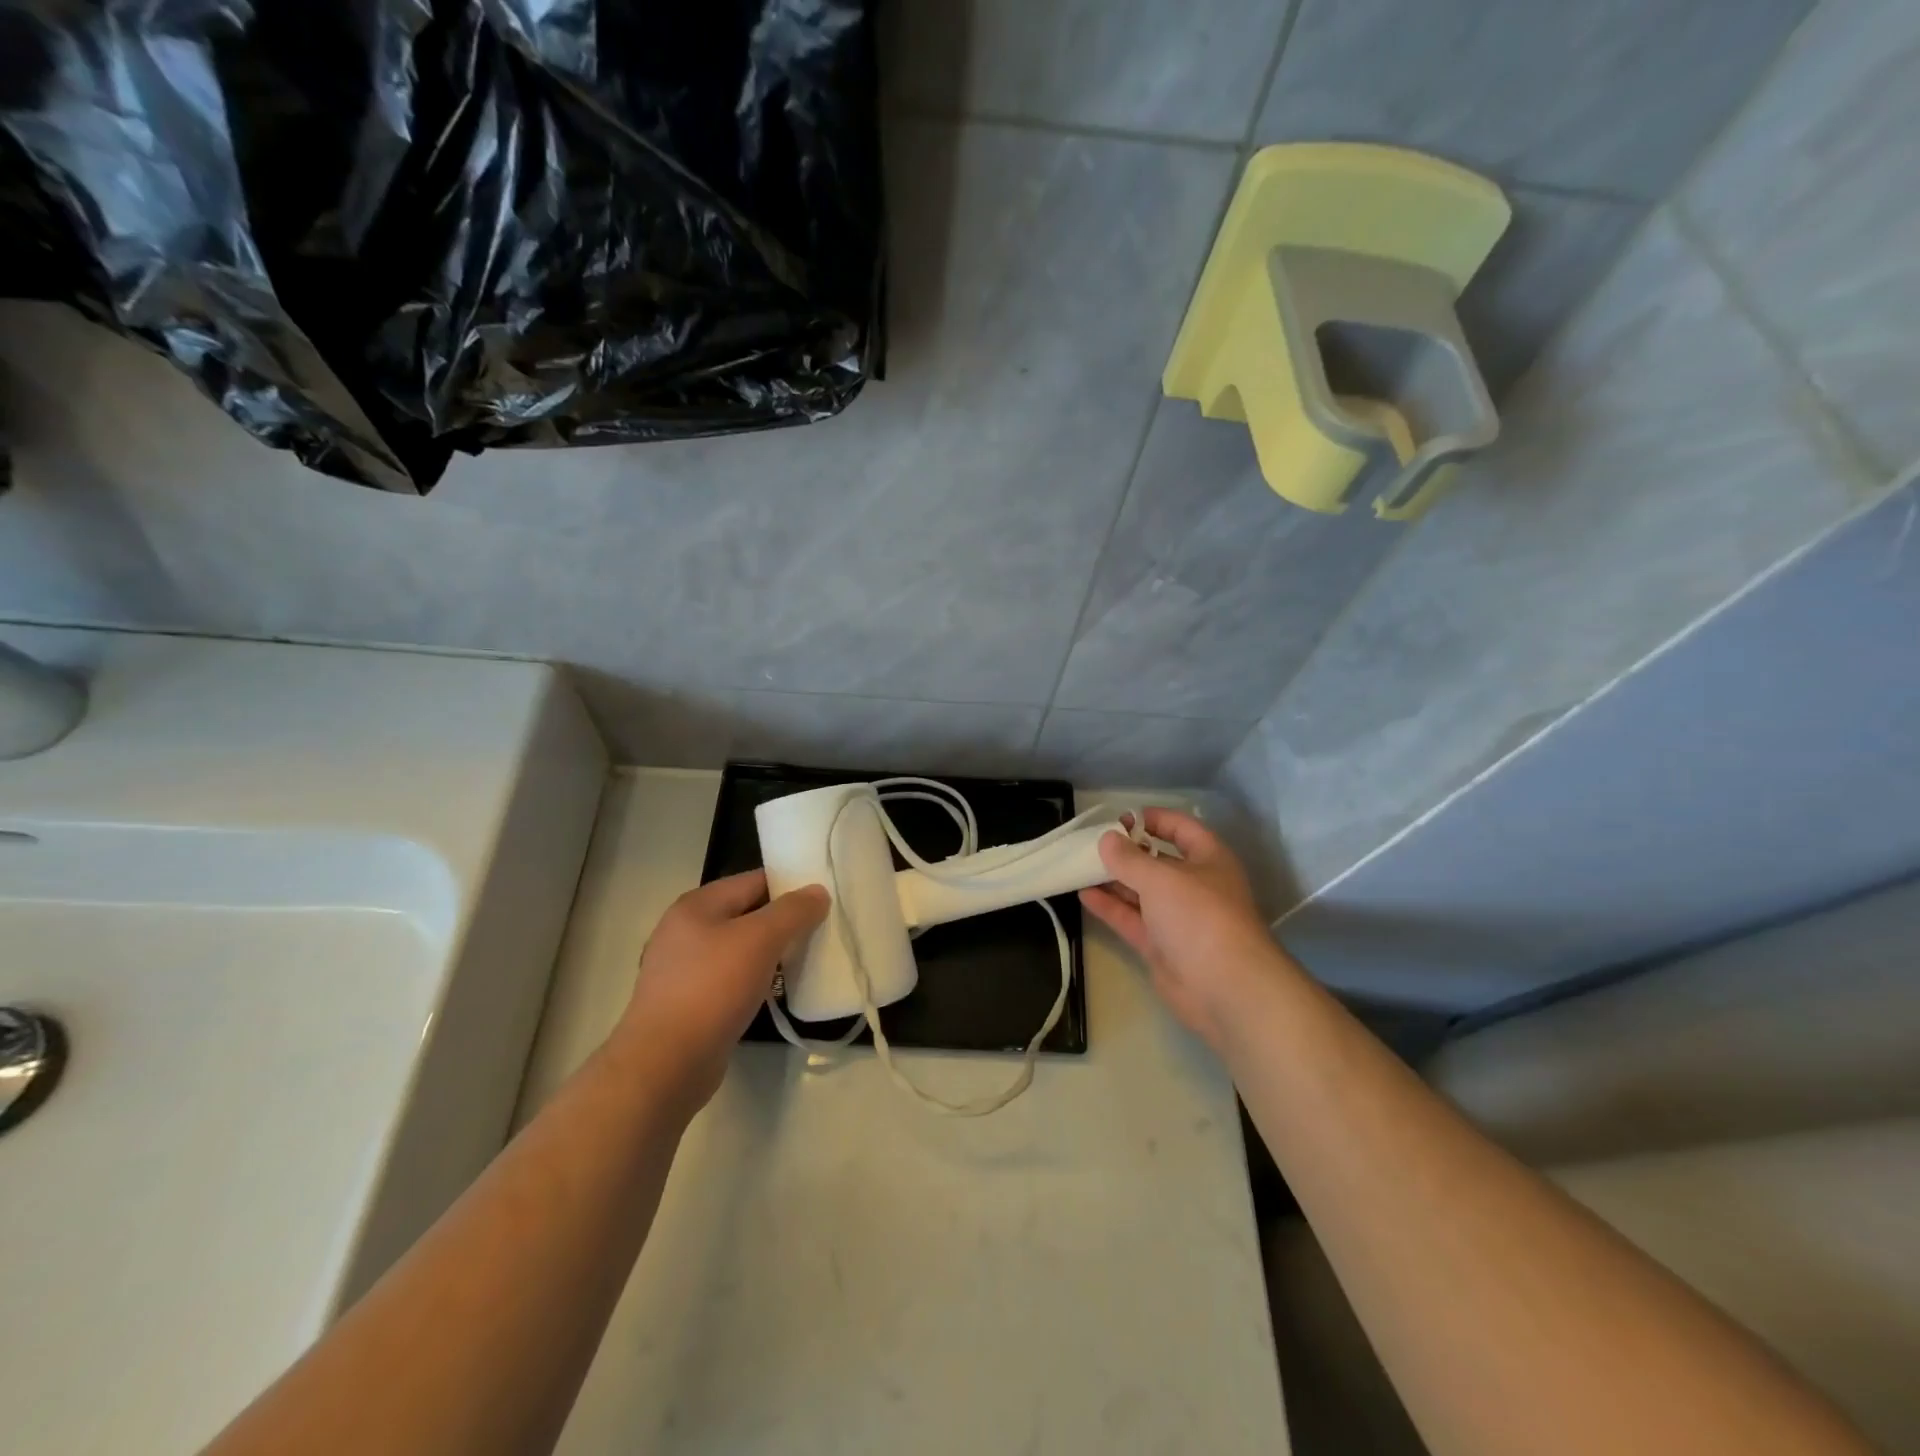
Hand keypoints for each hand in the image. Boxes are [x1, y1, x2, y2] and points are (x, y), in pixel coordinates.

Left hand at [616, 870, 828, 1109]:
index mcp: (696, 905)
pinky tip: (774, 993)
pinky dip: (754, 981)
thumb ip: (793, 911)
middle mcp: (684, 930)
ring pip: (739, 949)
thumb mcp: (760, 940)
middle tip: (821, 930)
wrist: (665, 1065)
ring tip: (805, 961)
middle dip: (783, 922)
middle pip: (746, 914)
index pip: (753, 880)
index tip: (823, 898)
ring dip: (770, 954)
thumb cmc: (712, 989)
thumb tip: (817, 891)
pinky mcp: (687, 1003)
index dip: (790, 885)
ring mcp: (682, 969)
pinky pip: (730, 979)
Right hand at [1080, 808, 1295, 1053]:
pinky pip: (1132, 919)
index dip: (1154, 819)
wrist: (1225, 988)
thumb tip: (1107, 839)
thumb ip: (1129, 858)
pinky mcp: (1161, 946)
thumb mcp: (1161, 878)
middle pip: (1158, 861)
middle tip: (1093, 843)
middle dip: (1128, 851)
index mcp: (1208, 860)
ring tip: (1080, 865)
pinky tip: (1083, 894)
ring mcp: (1177, 918)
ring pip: (1141, 892)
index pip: (1182, 829)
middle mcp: (1195, 886)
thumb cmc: (1199, 916)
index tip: (1121, 818)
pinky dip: (1110, 906)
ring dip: (1114, 879)